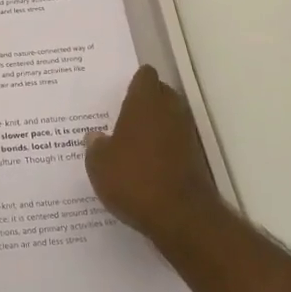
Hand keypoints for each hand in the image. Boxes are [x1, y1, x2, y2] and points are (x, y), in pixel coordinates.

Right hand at [85, 66, 226, 244]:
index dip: (134, 81)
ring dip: (156, 125)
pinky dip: (164, 148)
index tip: (121, 91)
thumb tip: (95, 137)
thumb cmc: (134, 179)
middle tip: (123, 115)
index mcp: (145, 102)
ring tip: (132, 142)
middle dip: (146, 101)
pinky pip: (176, 142)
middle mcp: (169, 111)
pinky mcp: (196, 158)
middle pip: (161, 93)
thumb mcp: (99, 164)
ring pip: (170, 118)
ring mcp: (186, 134)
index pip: (145, 76)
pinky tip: (146, 164)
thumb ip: (95, 146)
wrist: (181, 216)